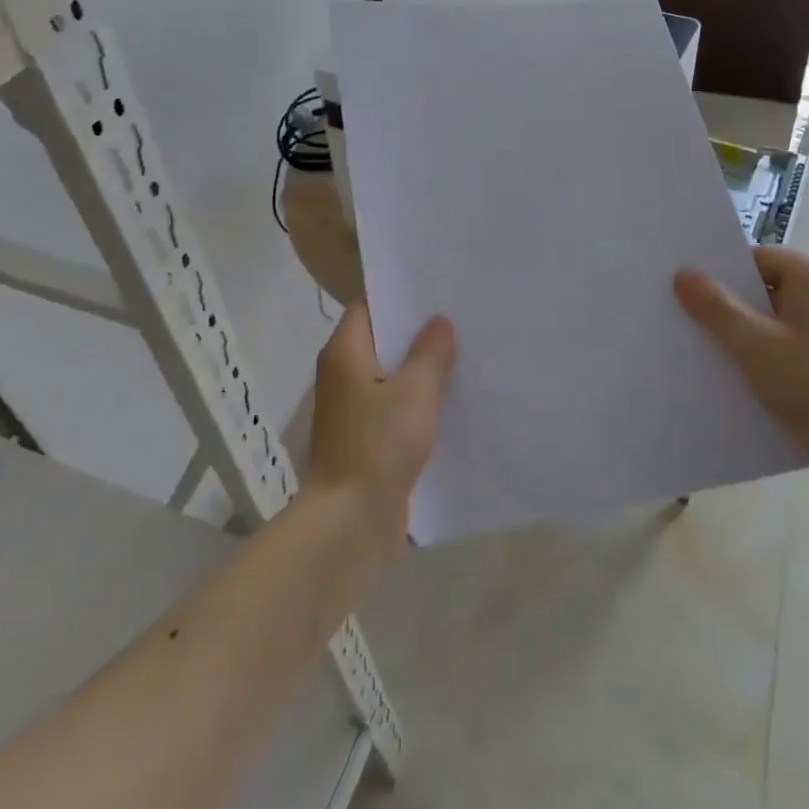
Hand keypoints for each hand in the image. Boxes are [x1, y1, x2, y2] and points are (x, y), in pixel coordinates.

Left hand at [305, 299, 454, 552]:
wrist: (350, 521)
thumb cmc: (378, 445)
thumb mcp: (414, 392)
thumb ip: (430, 352)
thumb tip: (439, 322)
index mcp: (345, 352)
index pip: (370, 305)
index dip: (401, 294)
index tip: (438, 287)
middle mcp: (343, 373)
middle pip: (382, 339)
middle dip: (419, 331)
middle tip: (462, 317)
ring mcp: (353, 408)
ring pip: (391, 374)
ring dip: (421, 367)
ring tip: (465, 352)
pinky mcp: (366, 437)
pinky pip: (394, 405)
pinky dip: (418, 399)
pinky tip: (453, 398)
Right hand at [675, 246, 808, 495]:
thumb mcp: (753, 344)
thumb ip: (715, 306)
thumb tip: (683, 273)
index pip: (756, 259)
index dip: (720, 274)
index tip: (686, 292)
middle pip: (766, 287)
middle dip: (729, 304)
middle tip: (688, 320)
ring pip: (777, 318)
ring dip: (746, 332)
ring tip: (707, 349)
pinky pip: (792, 343)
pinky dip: (767, 352)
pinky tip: (740, 375)